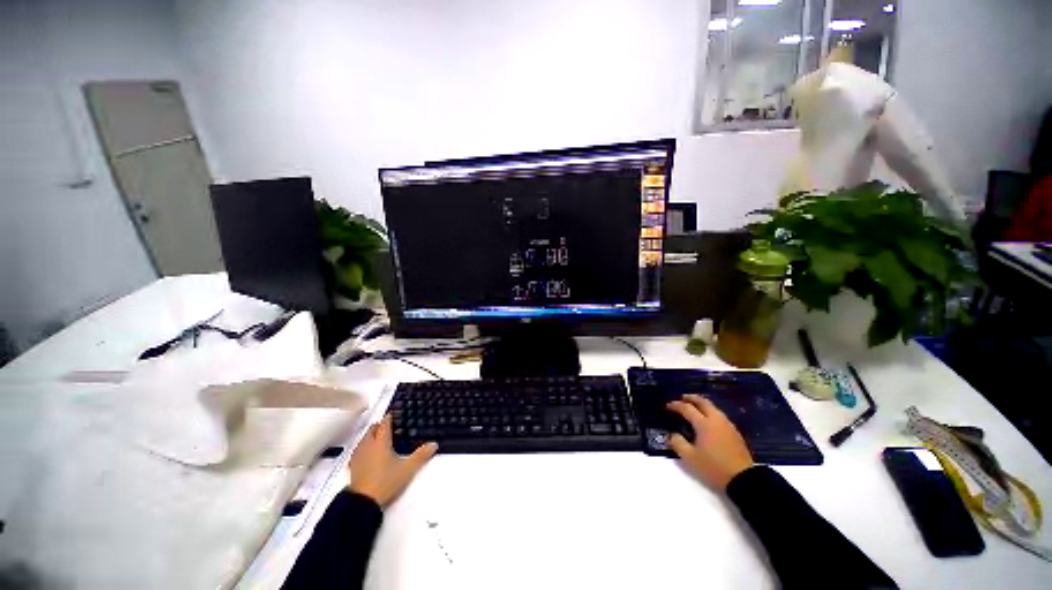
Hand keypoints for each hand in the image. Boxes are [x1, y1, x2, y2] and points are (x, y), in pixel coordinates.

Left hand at [348, 415, 437, 506]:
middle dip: (379, 425)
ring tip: (378, 438)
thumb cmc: (385, 481)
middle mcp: (368, 446)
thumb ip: (421, 455)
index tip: (393, 414)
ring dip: (370, 436)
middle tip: (387, 426)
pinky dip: (364, 447)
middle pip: (372, 429)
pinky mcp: (353, 467)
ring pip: (364, 439)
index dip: (389, 417)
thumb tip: (434, 444)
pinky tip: (367, 454)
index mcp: (381, 442)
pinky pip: (358, 450)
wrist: (363, 502)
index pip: (384, 424)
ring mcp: (358, 456)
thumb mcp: (407, 468)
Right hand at [667, 394, 754, 490]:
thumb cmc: (714, 468)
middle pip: (703, 402)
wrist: (744, 480)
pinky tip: (708, 420)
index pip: (687, 408)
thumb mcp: (690, 458)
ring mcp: (728, 425)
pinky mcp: (735, 433)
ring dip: (702, 404)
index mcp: (704, 424)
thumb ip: (678, 443)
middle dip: (691, 398)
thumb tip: (672, 434)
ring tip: (694, 407)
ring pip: (713, 407)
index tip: (667, 406)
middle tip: (682, 398)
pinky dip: (710, 412)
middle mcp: (716, 420)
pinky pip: (719, 415)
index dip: (675, 405)